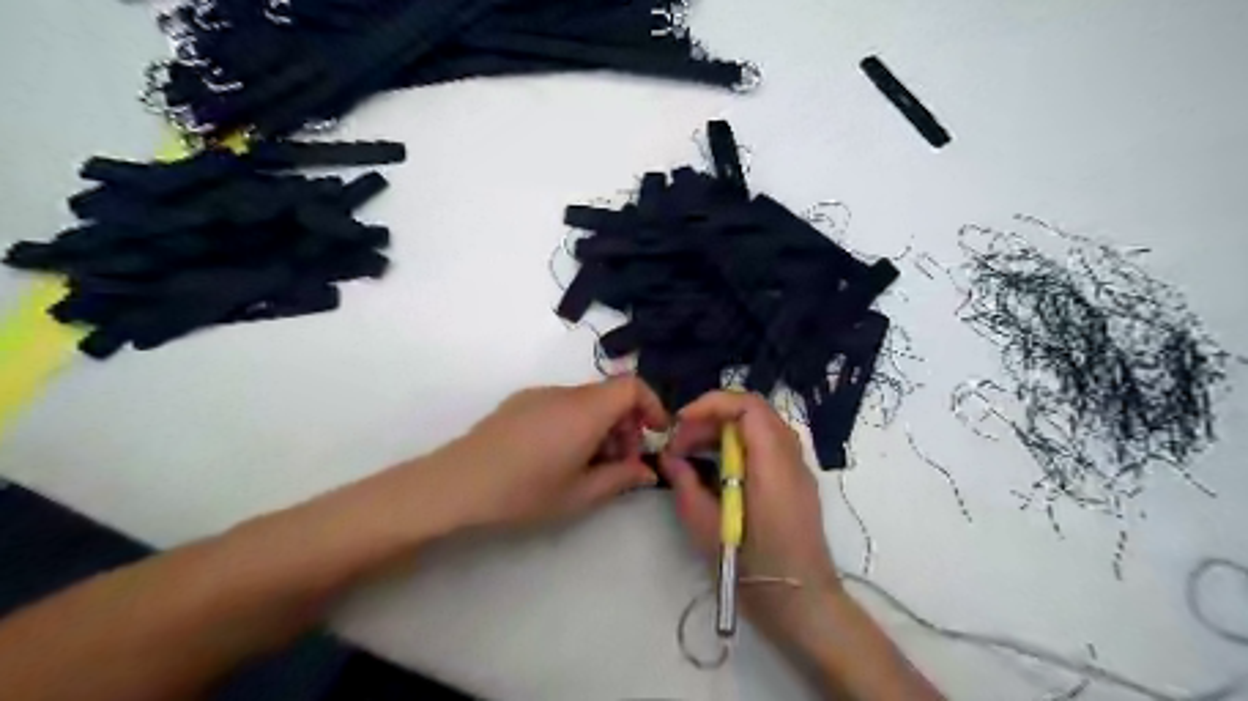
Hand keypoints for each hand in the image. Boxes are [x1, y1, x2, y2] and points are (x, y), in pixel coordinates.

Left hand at [422, 379, 672, 531]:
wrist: (456, 483)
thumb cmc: (524, 491)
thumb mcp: (580, 494)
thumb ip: (621, 478)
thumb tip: (647, 470)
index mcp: (586, 410)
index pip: (633, 385)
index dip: (652, 405)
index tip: (653, 436)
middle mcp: (566, 393)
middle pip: (611, 394)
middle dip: (626, 424)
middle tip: (619, 462)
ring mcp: (540, 394)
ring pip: (586, 400)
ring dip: (600, 425)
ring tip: (587, 464)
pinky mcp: (520, 401)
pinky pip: (562, 403)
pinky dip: (576, 421)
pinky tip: (557, 455)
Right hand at [656, 392, 841, 644]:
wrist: (801, 604)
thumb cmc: (753, 570)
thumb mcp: (707, 529)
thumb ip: (685, 484)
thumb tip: (669, 456)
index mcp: (773, 465)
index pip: (748, 406)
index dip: (712, 404)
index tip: (681, 422)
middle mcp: (791, 457)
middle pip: (753, 412)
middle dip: (711, 418)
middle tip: (680, 443)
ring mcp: (797, 468)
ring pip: (760, 426)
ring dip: (723, 430)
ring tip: (693, 453)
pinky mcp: (795, 481)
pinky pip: (766, 445)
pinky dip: (738, 444)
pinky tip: (716, 468)